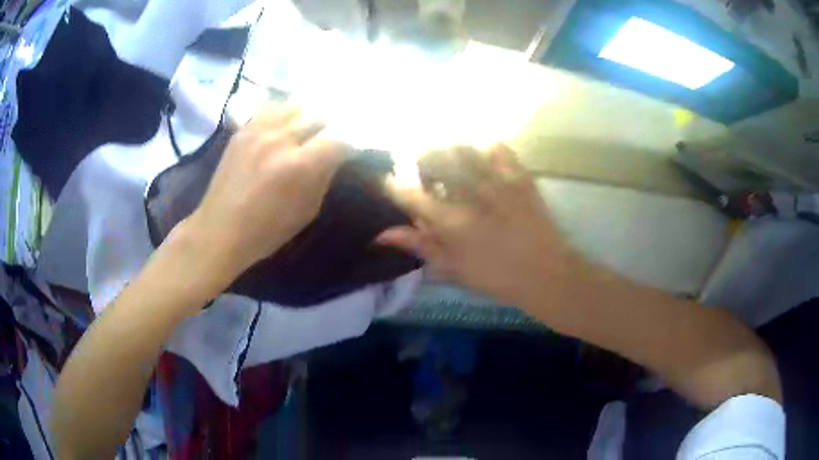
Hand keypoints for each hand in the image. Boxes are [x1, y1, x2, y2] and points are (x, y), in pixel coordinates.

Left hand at [181, 104, 346, 288]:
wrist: (219, 230)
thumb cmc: (266, 230)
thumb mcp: (306, 211)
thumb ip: (324, 178)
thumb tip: (334, 157)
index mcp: (300, 165)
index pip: (340, 138)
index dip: (349, 144)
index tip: (349, 151)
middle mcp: (281, 139)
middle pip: (319, 115)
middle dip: (329, 127)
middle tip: (328, 140)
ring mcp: (259, 130)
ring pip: (296, 106)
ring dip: (306, 117)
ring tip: (306, 129)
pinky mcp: (243, 130)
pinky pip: (271, 108)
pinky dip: (283, 114)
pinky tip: (283, 126)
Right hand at [377, 145, 576, 309]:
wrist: (545, 273)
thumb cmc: (496, 276)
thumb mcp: (452, 268)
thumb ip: (419, 245)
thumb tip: (382, 234)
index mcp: (451, 221)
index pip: (410, 195)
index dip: (393, 186)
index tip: (387, 182)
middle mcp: (470, 193)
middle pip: (435, 159)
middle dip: (421, 159)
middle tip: (422, 170)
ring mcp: (498, 181)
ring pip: (463, 148)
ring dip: (448, 150)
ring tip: (449, 161)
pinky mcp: (520, 176)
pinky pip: (498, 149)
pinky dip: (484, 149)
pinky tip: (482, 160)